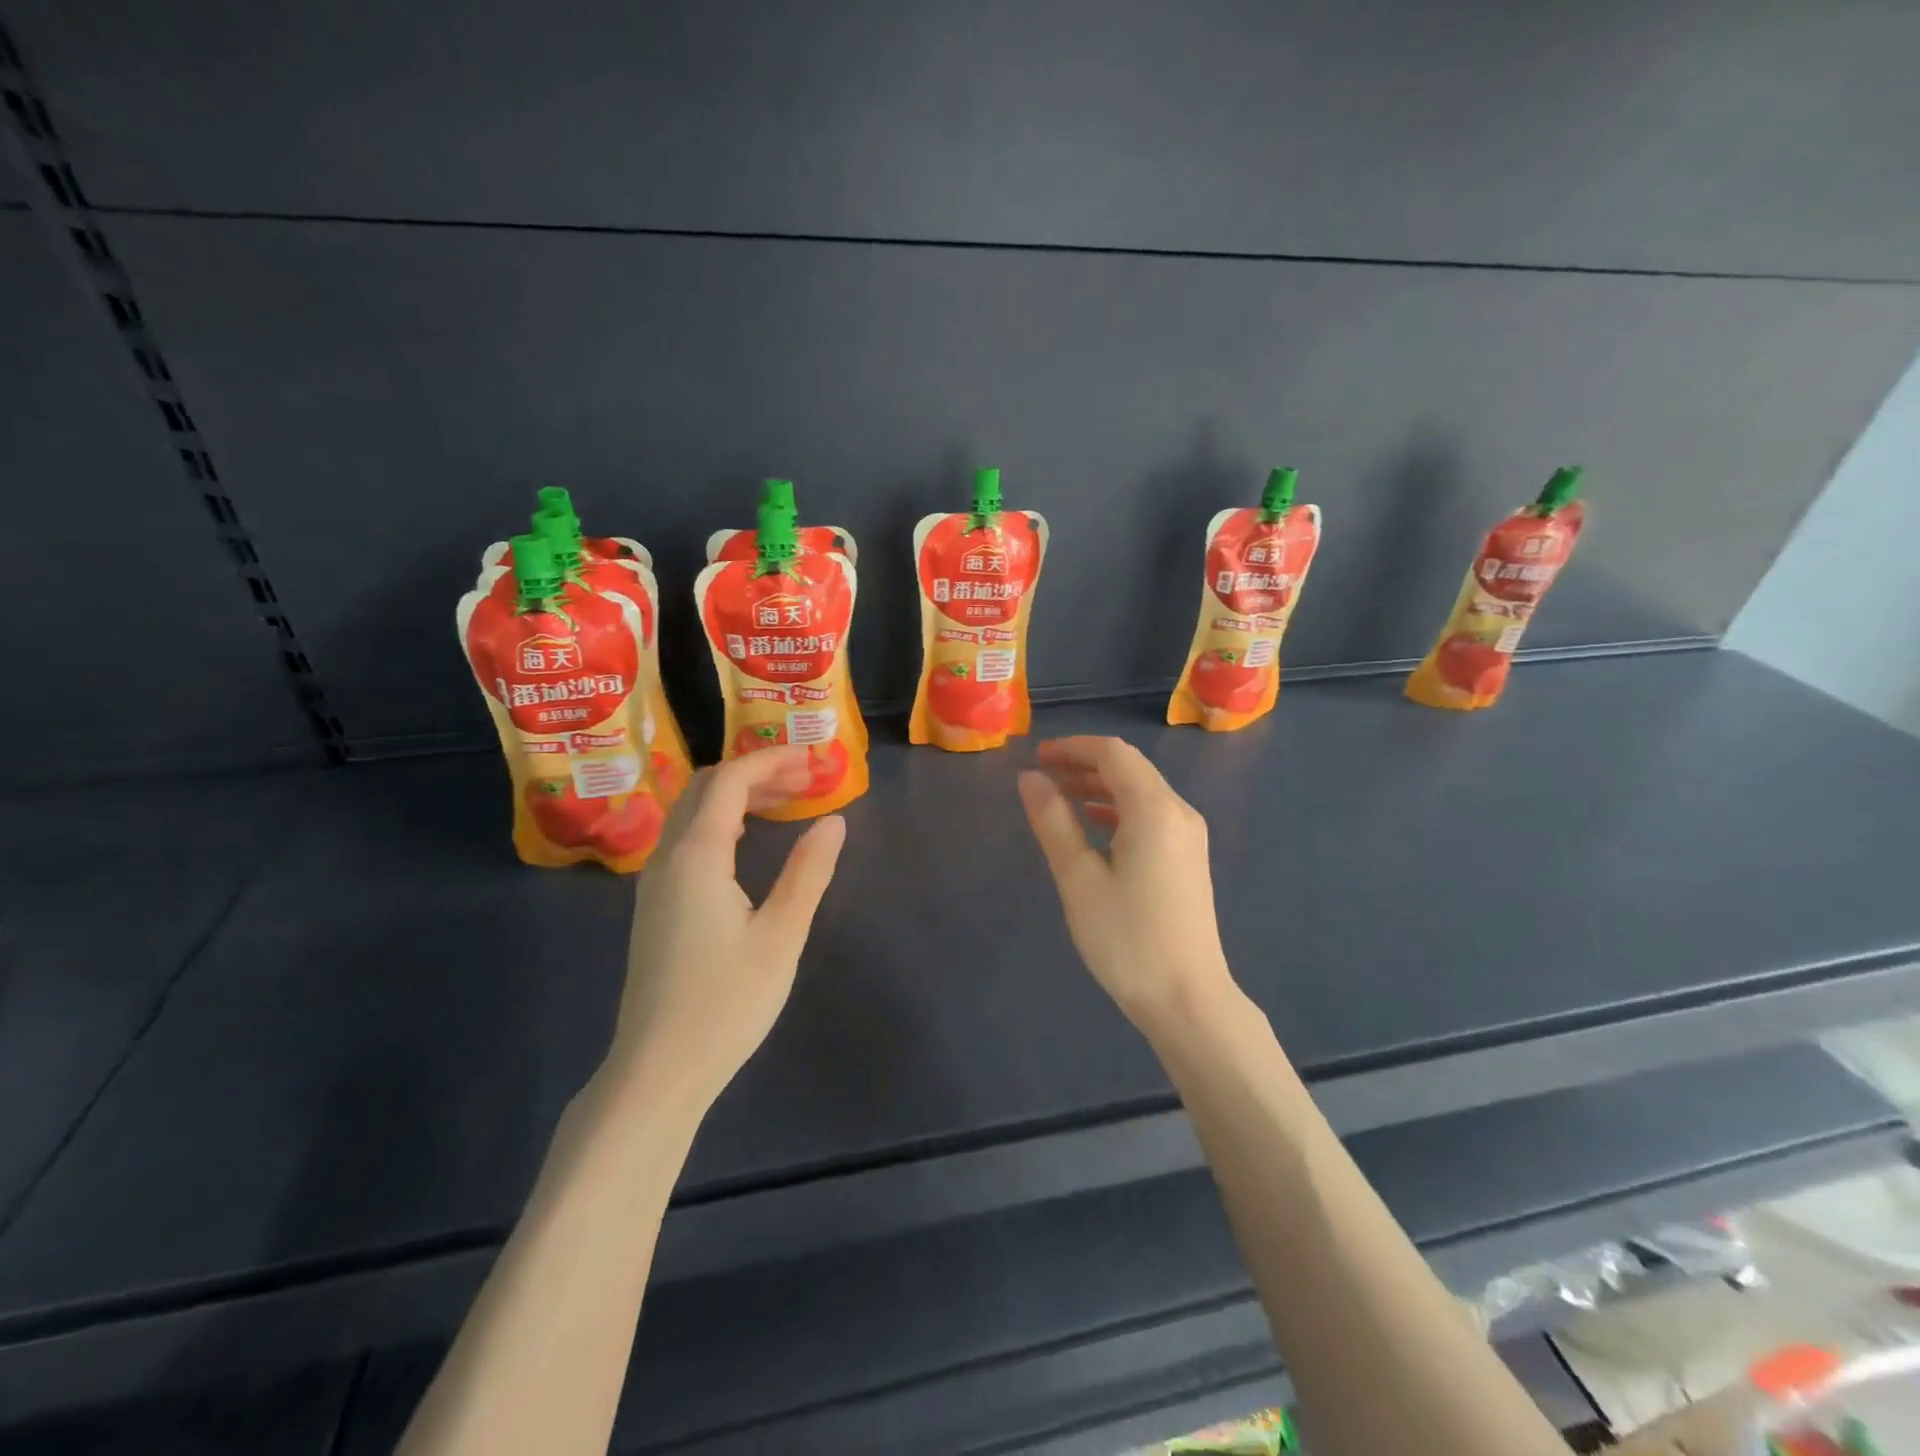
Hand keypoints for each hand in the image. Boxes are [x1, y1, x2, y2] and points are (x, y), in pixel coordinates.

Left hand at [609, 747, 845, 1112]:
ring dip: (737, 795)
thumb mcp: (781, 936)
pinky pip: (686, 838)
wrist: (657, 1069)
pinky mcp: (656, 903)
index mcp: (697, 856)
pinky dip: (721, 820)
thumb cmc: (726, 1003)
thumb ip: (808, 872)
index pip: (730, 781)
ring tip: (785, 801)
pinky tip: (748, 841)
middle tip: (804, 779)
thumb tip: (834, 820)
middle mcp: (667, 857)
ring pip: (692, 812)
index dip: (771, 760)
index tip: (812, 758)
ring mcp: (655, 881)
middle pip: (706, 788)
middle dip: (755, 771)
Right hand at [1018, 736, 1236, 1033]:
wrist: (1187, 999)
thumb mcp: (1079, 878)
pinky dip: (1118, 809)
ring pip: (1141, 791)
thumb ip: (1053, 822)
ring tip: (1059, 795)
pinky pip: (1150, 814)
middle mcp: (1179, 812)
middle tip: (1042, 773)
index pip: (1113, 754)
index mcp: (1154, 809)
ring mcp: (1188, 835)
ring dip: (1100, 786)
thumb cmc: (1127, 939)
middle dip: (1085, 763)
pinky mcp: (1188, 858)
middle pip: (1130, 767)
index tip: (1036, 756)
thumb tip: (1029, 778)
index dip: (1073, 748)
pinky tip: (1093, 825)